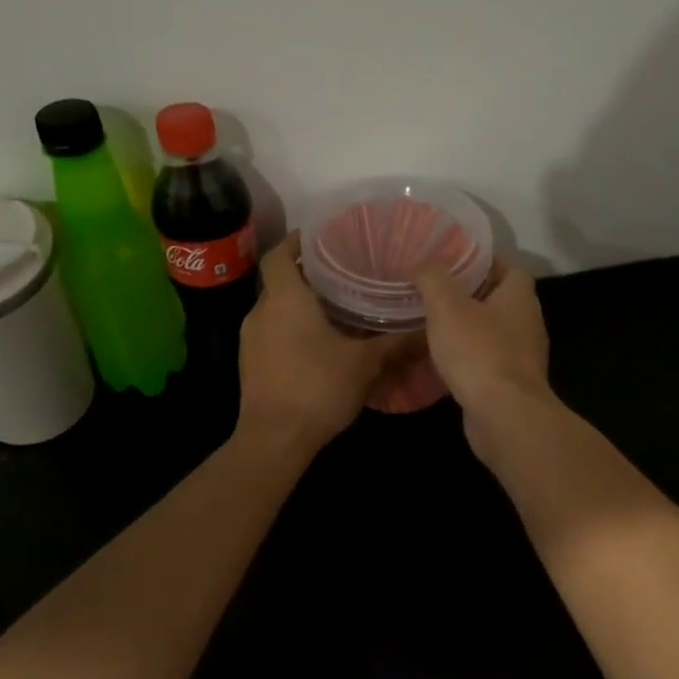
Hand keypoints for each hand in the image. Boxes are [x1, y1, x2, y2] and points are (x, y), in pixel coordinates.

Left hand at [237, 232, 399, 452]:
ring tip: (337, 307)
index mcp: (285, 299)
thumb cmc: (317, 388)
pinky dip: (292, 328)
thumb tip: (428, 326)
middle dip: (308, 275)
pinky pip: (272, 332)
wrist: (273, 441)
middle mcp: (261, 311)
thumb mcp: (365, 363)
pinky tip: (320, 343)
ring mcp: (251, 339)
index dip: (297, 241)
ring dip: (301, 304)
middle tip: (344, 273)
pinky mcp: (250, 363)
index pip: (279, 254)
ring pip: (276, 309)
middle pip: (280, 281)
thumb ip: (396, 342)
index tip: (322, 237)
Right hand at [414, 259, 553, 452]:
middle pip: (500, 298)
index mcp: (519, 296)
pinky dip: (468, 356)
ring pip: (493, 331)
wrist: (504, 416)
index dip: (483, 259)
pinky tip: (442, 359)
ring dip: (468, 326)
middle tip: (436, 289)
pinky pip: (488, 360)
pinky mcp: (511, 384)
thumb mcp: (447, 306)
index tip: (453, 260)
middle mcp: (527, 322)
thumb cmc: (478, 352)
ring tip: (434, 322)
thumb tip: (422, 264)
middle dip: (471, 293)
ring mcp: (523, 356)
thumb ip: (433, 278)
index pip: (508, 265)